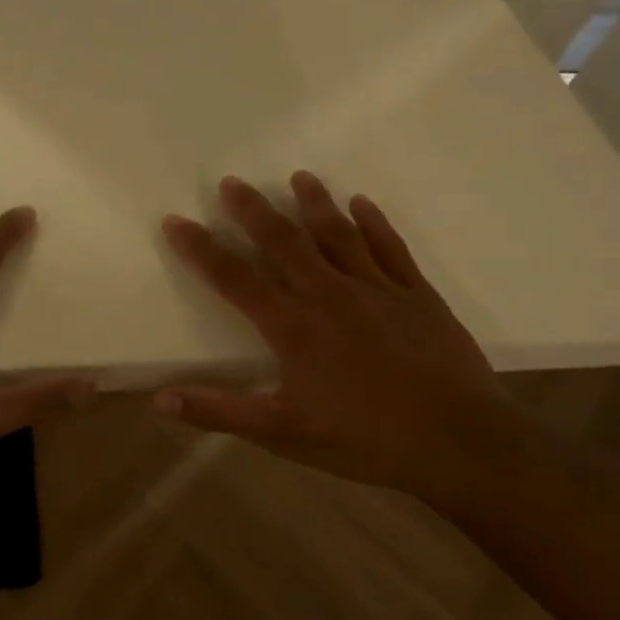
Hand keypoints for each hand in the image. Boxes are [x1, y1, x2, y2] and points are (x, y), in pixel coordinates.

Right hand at [158, 172, 535, 504]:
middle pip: (284, 242)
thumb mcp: (283, 434)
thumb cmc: (364, 440)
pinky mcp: (418, 296)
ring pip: (338, 234)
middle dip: (254, 210)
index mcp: (293, 328)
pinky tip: (362, 204)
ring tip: (298, 177)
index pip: (235, 278)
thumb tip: (158, 399)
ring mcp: (378, 290)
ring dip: (315, 203)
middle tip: (232, 182)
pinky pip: (390, 248)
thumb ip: (220, 412)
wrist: (460, 443)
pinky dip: (374, 223)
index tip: (176, 221)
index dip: (201, 249)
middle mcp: (330, 295)